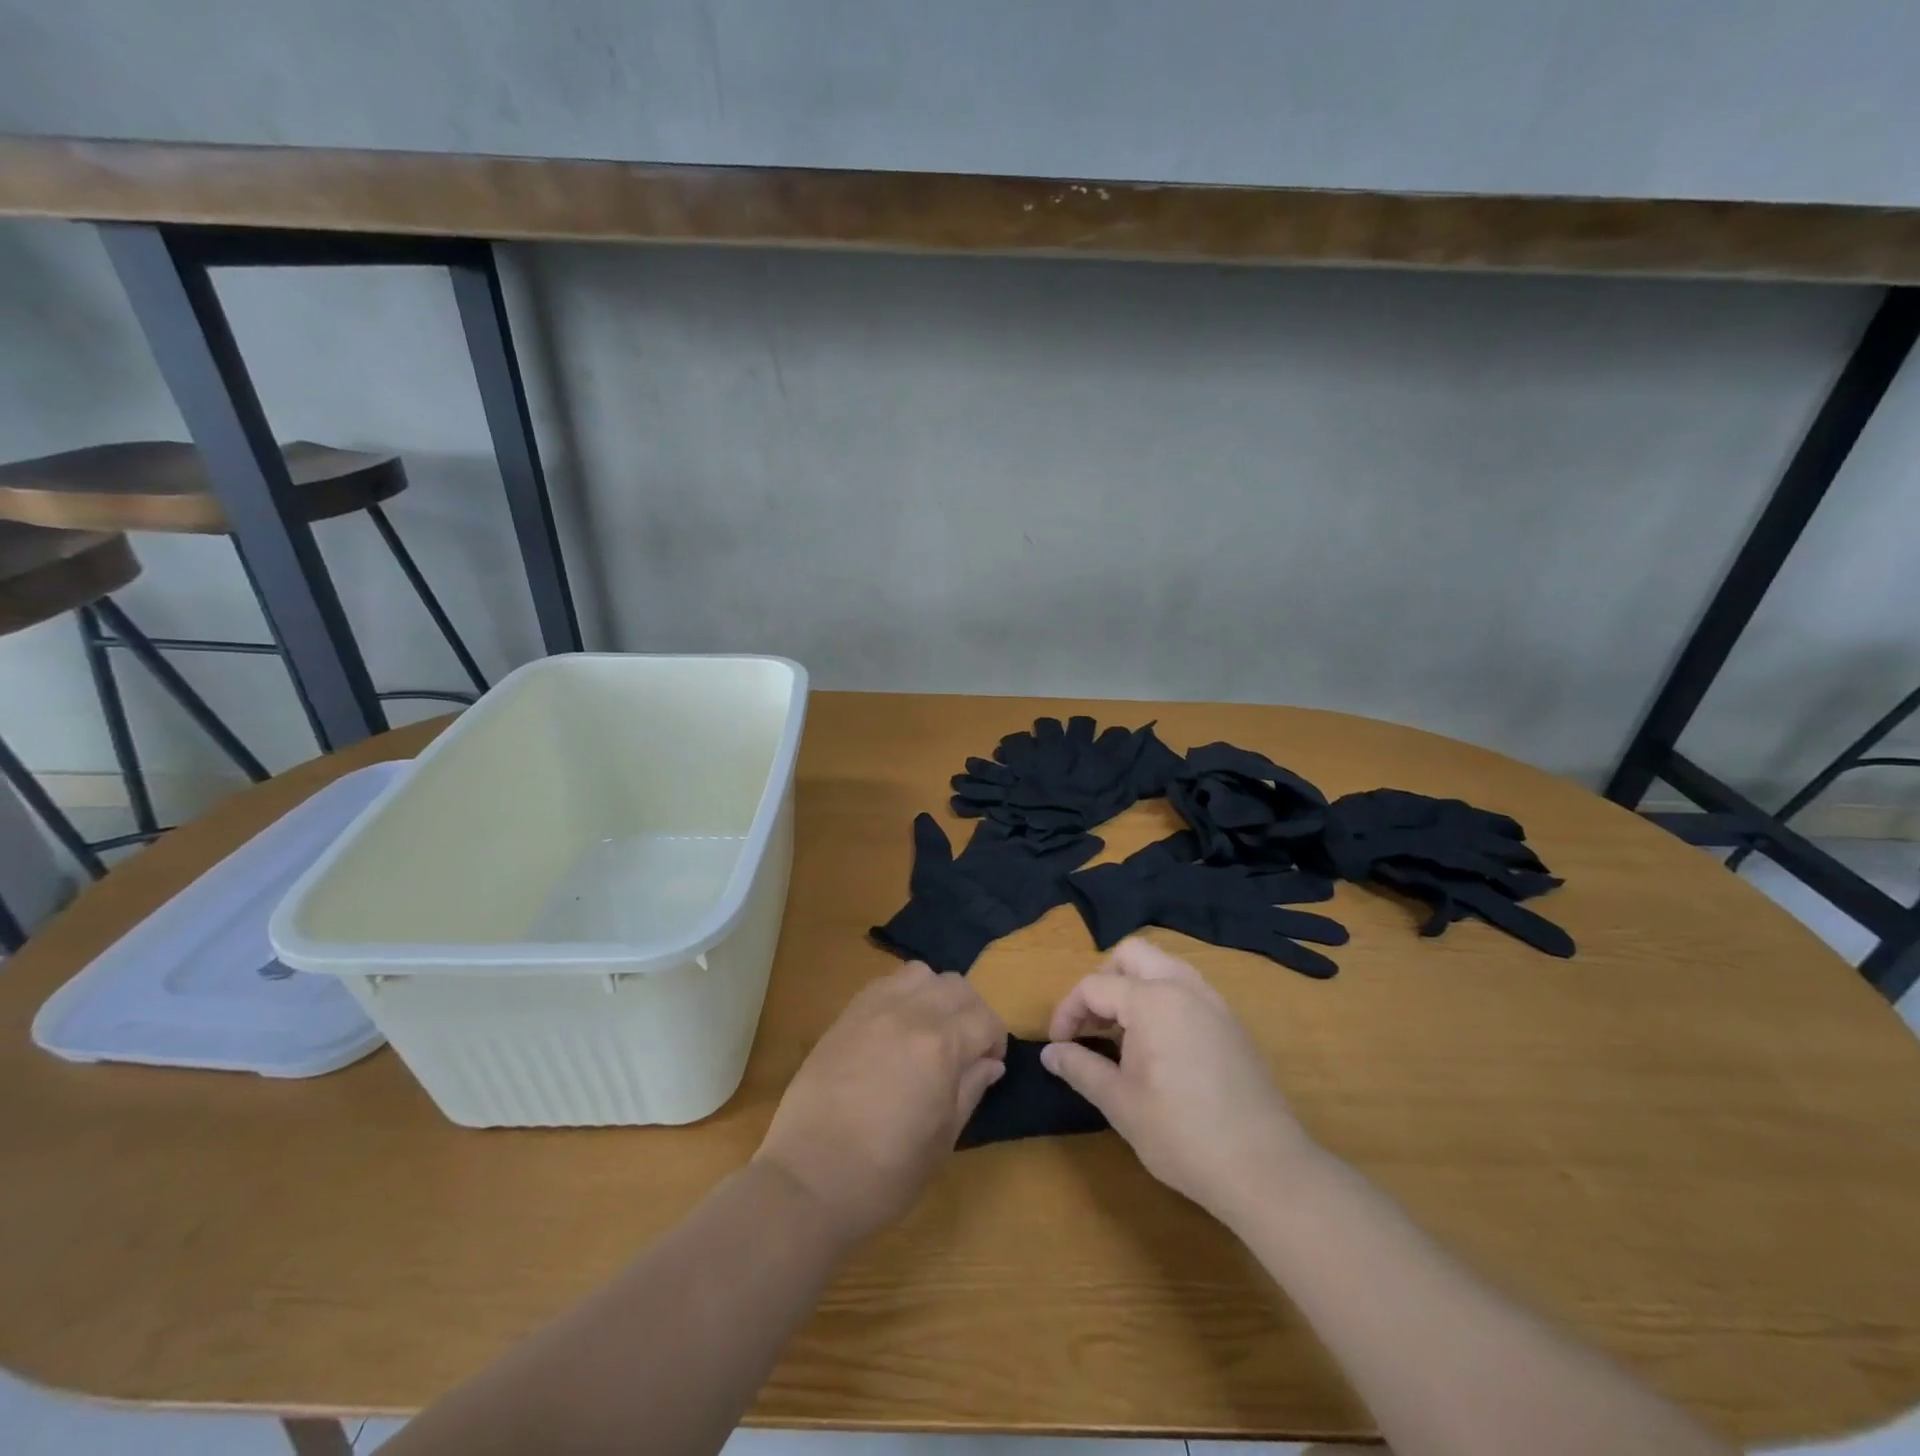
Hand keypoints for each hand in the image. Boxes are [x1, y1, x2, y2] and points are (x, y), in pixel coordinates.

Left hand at [756, 962, 1006, 1244]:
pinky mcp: (846, 1014)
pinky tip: (897, 1029)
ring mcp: (874, 1009)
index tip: (989, 1064)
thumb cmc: (885, 1173)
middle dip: (972, 1012)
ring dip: (936, 994)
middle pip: (957, 986)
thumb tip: (990, 1064)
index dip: (995, 1040)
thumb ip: (970, 1090)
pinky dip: (902, 995)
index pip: (985, 1019)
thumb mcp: (942, 1139)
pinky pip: (885, 984)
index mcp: (940, 1046)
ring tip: (931, 1029)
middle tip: (966, 1046)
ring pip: (920, 974)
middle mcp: (910, 1014)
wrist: (808, 1179)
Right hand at [1042, 938, 1319, 1221]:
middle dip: (1103, 980)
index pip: (1095, 986)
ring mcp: (1213, 1002)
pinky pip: (1187, 988)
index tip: (1058, 1045)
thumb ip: (1081, 1068)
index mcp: (1152, 1000)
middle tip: (1091, 1024)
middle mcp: (1183, 987)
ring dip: (1134, 985)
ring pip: (1164, 966)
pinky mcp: (1231, 1023)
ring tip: (1121, 1032)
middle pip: (1132, 955)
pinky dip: (1162, 999)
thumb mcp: (1120, 1104)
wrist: (1265, 1169)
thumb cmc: (1183, 1135)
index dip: (1067, 1012)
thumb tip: (1050, 1053)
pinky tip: (1158, 1044)